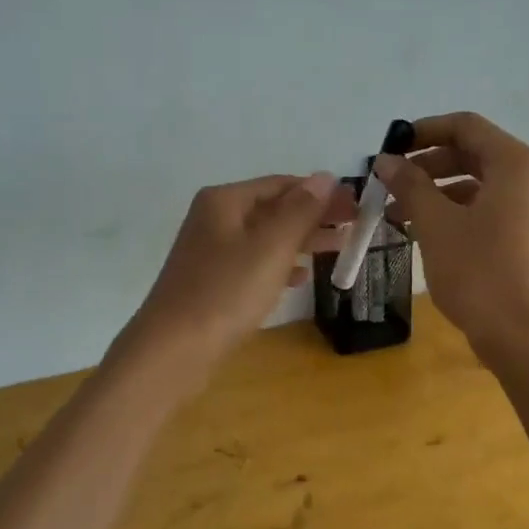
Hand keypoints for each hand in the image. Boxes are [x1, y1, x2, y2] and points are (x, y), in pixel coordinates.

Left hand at [122, 172, 354, 378]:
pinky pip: (253, 264)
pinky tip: (300, 279)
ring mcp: (210, 252)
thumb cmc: (225, 293)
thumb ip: (301, 211)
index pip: (282, 184)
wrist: (172, 351)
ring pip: (265, 238)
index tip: (356, 207)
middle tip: (354, 228)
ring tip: (339, 249)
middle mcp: (214, 219)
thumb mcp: (271, 248)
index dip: (321, 193)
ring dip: (301, 241)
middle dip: (314, 217)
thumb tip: (325, 177)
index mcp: (225, 201)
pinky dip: (279, 266)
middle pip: (273, 209)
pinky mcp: (211, 282)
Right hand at [374, 112, 528, 364]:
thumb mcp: (435, 224)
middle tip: (391, 183)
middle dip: (428, 165)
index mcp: (515, 164)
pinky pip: (491, 209)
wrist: (526, 338)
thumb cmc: (479, 272)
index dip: (424, 130)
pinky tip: (426, 233)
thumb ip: (410, 185)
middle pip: (474, 154)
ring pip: (480, 184)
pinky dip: (458, 212)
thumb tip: (386, 160)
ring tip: (399, 212)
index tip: (391, 147)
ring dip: (438, 192)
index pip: (466, 126)